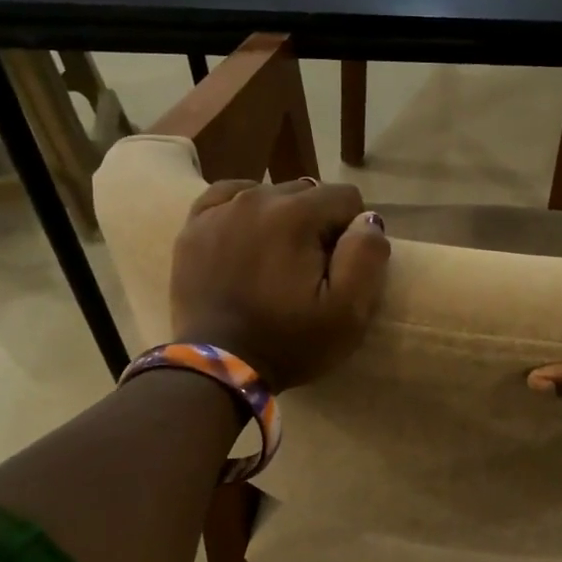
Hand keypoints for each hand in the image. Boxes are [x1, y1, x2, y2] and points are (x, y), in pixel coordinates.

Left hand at [170, 179, 389, 391]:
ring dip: (284, 219)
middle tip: (310, 271)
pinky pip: (228, 198)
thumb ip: (367, 255)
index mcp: (296, 214)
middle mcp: (256, 198)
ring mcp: (219, 210)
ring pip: (270, 194)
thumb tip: (367, 220)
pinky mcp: (193, 227)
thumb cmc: (290, 342)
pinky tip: (248, 240)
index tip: (339, 267)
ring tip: (277, 263)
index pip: (346, 197)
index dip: (352, 232)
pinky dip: (245, 213)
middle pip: (308, 193)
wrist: (219, 368)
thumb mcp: (348, 311)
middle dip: (318, 224)